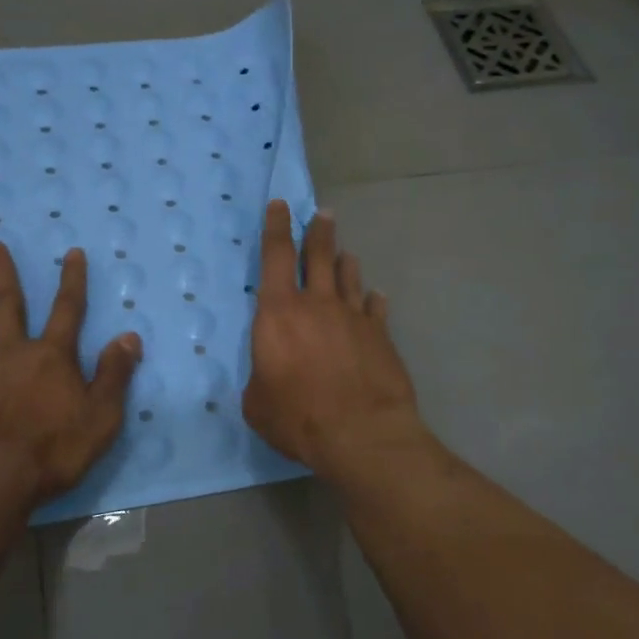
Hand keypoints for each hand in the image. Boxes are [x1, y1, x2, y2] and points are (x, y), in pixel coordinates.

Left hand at [0, 243, 141, 505]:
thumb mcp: (102, 415)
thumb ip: (114, 373)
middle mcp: (11, 351)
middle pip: (9, 305)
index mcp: (51, 356)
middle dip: (3, 274)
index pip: (68, 309)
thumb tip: (128, 335)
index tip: (71, 252)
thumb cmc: (54, 450)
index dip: (72, 280)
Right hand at [242, 201, 426, 479]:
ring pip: (349, 277)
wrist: (361, 434)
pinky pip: (375, 308)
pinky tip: (376, 297)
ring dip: (345, 262)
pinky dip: (373, 300)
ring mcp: (354, 317)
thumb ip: (261, 379)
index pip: (276, 257)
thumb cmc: (297, 417)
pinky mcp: (381, 336)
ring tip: (345, 253)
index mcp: (279, 313)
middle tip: (323, 214)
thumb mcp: (257, 403)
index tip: (280, 205)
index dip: (276, 228)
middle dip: (319, 231)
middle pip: (320, 255)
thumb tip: (269, 375)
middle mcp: (318, 304)